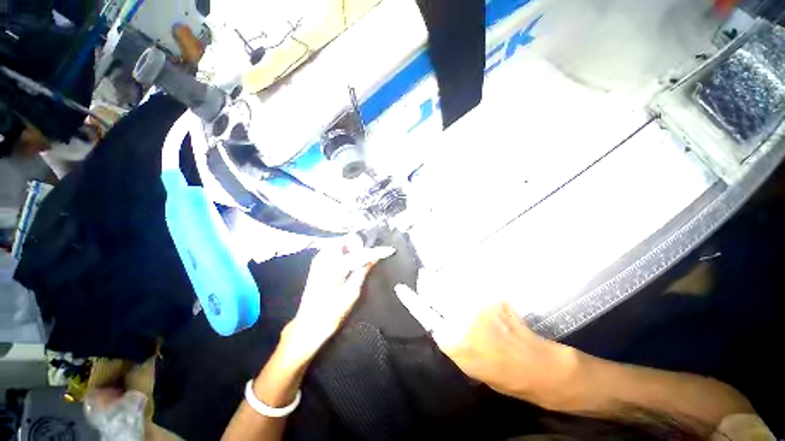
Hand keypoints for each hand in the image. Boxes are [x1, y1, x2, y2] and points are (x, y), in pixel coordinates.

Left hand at [282, 236, 395, 365]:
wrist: (309, 324)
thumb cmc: (333, 311)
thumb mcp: (352, 292)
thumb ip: (363, 270)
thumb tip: (375, 257)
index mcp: (335, 265)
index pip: (360, 253)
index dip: (376, 251)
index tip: (389, 250)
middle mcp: (325, 256)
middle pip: (347, 240)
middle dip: (359, 246)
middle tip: (365, 260)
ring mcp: (319, 259)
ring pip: (341, 243)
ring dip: (352, 249)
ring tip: (357, 264)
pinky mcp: (317, 263)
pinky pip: (335, 250)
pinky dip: (345, 253)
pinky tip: (348, 266)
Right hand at [394, 280, 576, 400]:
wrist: (533, 364)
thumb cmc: (496, 371)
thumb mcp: (463, 361)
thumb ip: (447, 337)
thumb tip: (436, 316)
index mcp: (451, 339)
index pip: (423, 312)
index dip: (410, 298)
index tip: (401, 287)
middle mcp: (461, 316)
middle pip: (435, 290)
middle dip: (427, 280)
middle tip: (424, 274)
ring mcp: (478, 303)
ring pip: (451, 282)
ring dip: (444, 279)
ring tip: (442, 276)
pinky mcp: (491, 295)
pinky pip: (470, 283)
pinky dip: (463, 281)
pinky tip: (464, 283)